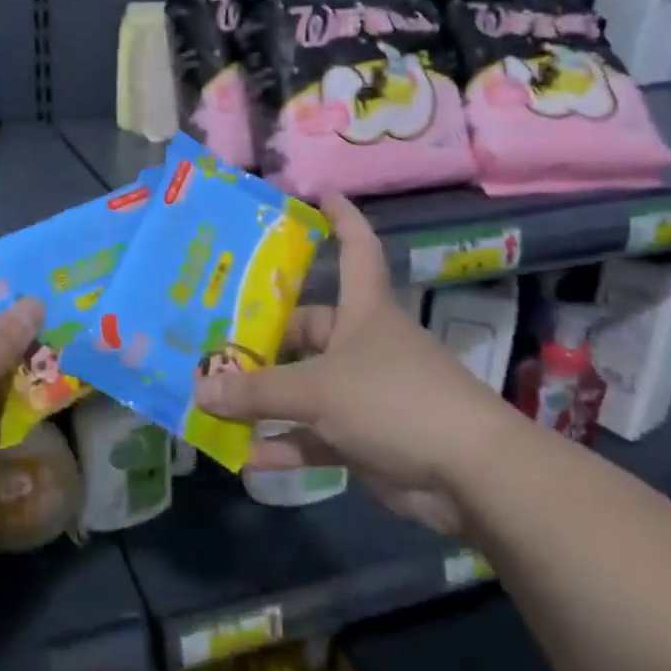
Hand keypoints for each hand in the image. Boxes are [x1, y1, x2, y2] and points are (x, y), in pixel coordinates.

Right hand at [192, 195, 521, 535]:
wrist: (472, 476)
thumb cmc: (394, 401)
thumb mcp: (317, 389)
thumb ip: (255, 390)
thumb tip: (198, 389)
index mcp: (362, 311)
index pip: (356, 248)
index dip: (342, 219)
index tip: (320, 195)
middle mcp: (361, 345)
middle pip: (305, 329)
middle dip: (260, 337)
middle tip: (210, 337)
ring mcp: (363, 393)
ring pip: (301, 386)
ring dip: (262, 397)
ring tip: (211, 397)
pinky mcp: (363, 437)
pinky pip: (312, 435)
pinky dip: (283, 444)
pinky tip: (244, 455)